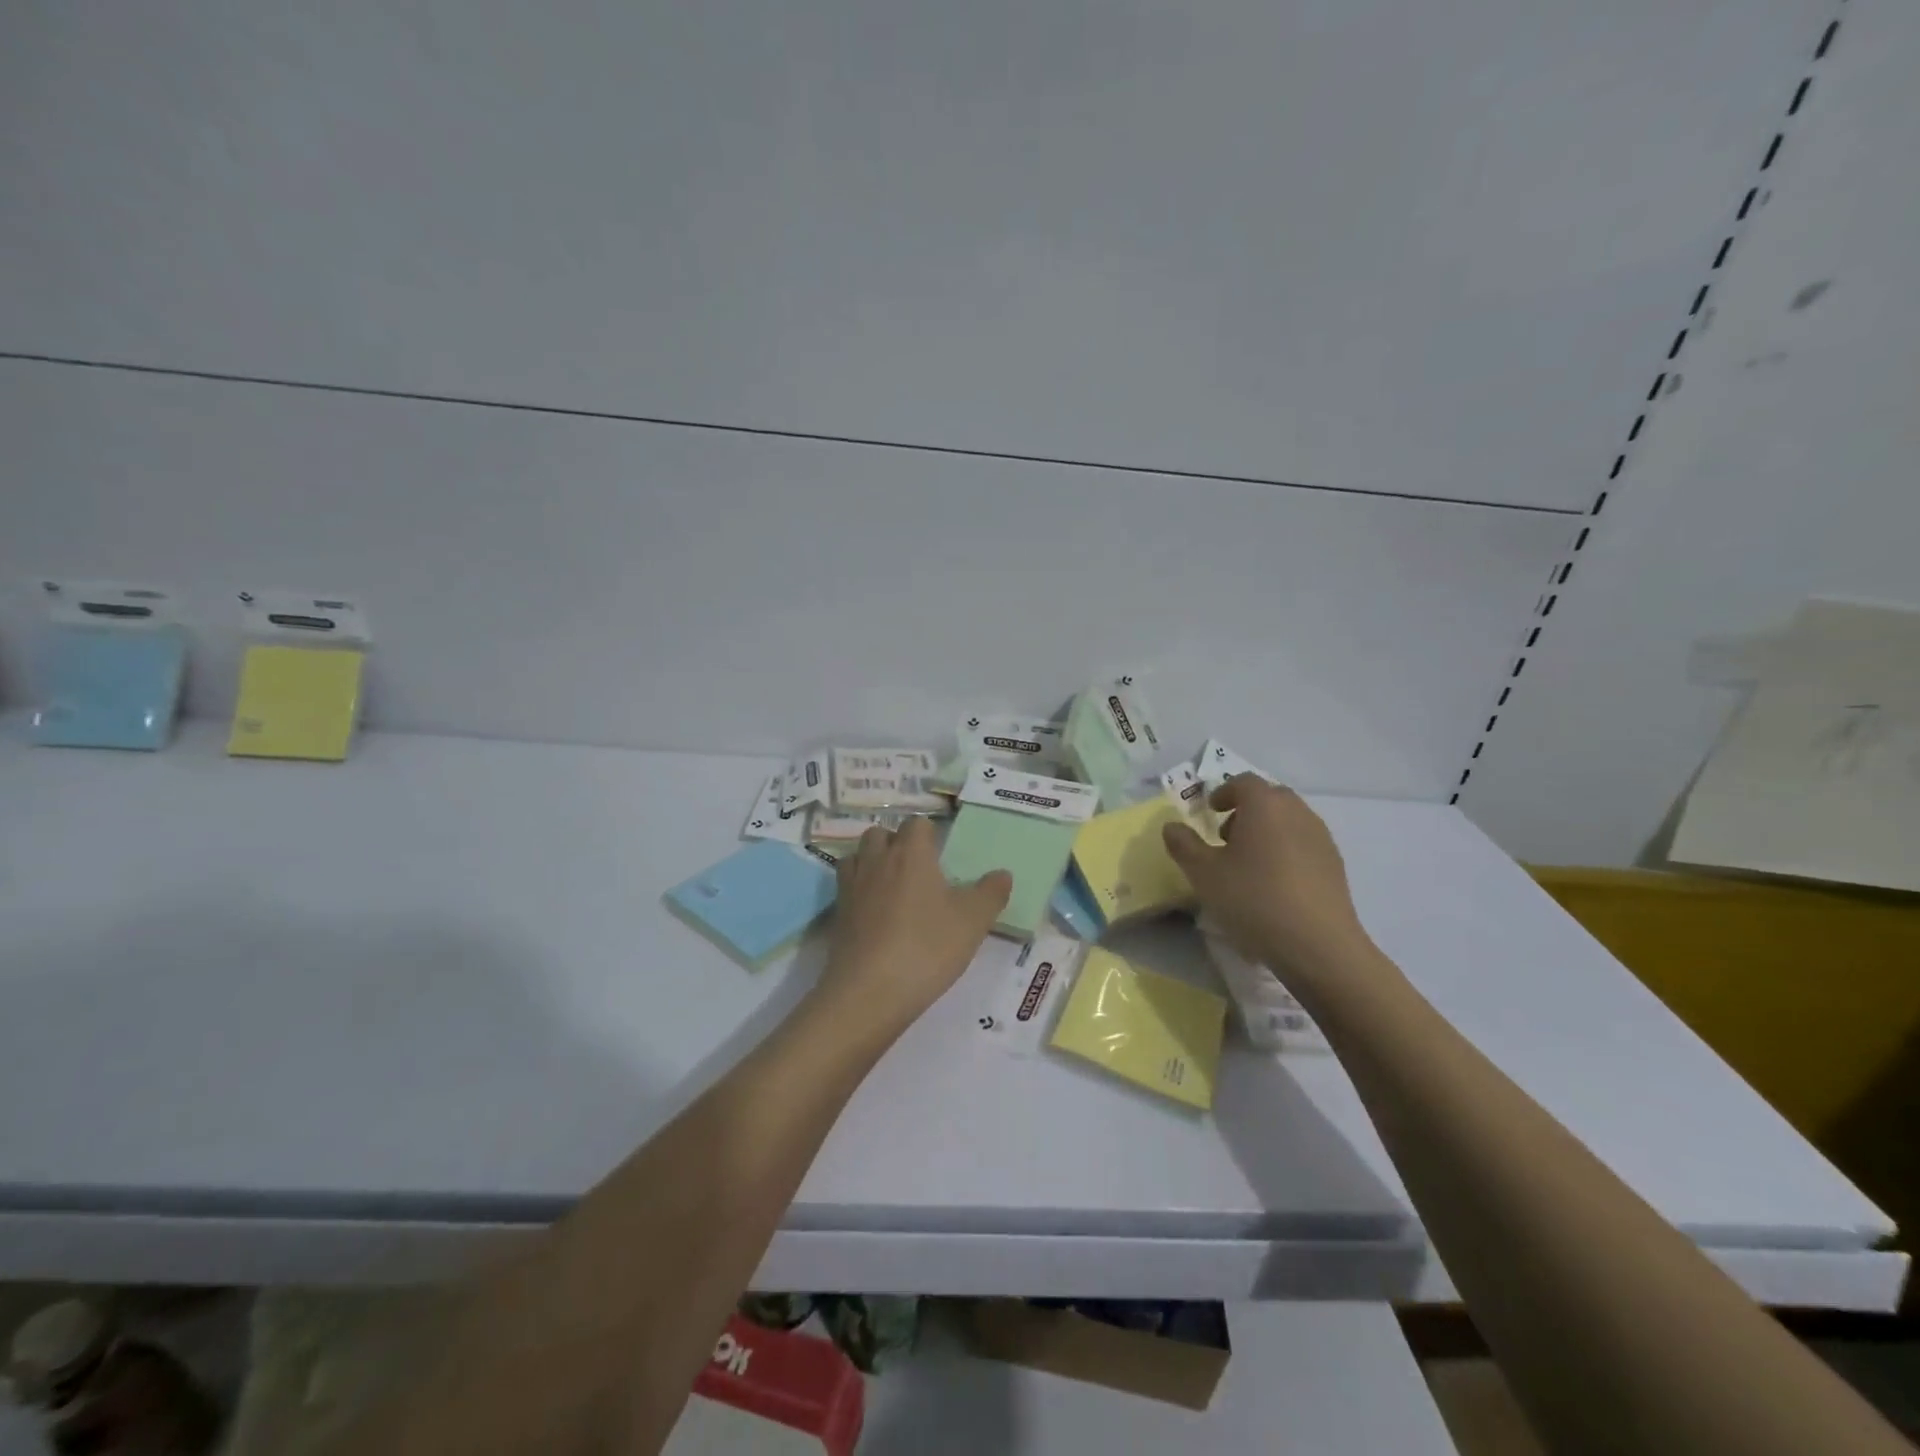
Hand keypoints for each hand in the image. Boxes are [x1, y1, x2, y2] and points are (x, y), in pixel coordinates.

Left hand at [812, 817, 1011, 1043]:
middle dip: (897, 844)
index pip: (917, 823)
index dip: (930, 835)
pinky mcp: (837, 913)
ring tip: (893, 887)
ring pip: (858, 855)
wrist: (869, 991)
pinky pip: (846, 886)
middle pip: (881, 833)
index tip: (942, 856)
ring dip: (873, 862)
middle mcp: (877, 860)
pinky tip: (875, 913)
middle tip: (918, 871)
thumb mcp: (973, 922)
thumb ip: (991, 893)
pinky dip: (859, 889)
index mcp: (911, 853)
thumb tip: (1002, 873)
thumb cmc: (926, 947)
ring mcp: (852, 886)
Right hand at [1163, 775, 1373, 981]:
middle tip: (1226, 837)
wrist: (1318, 945)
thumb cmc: (1253, 899)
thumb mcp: (1204, 874)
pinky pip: (1303, 844)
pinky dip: (1285, 851)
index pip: (1243, 782)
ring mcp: (1321, 838)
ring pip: (1289, 820)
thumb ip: (1184, 845)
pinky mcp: (1335, 865)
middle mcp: (1297, 812)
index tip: (1210, 812)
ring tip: (1248, 864)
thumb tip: (1172, 826)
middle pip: (1270, 797)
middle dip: (1246, 810)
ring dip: (1267, 831)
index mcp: (1264, 805)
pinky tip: (1274, 884)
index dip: (1223, 792)